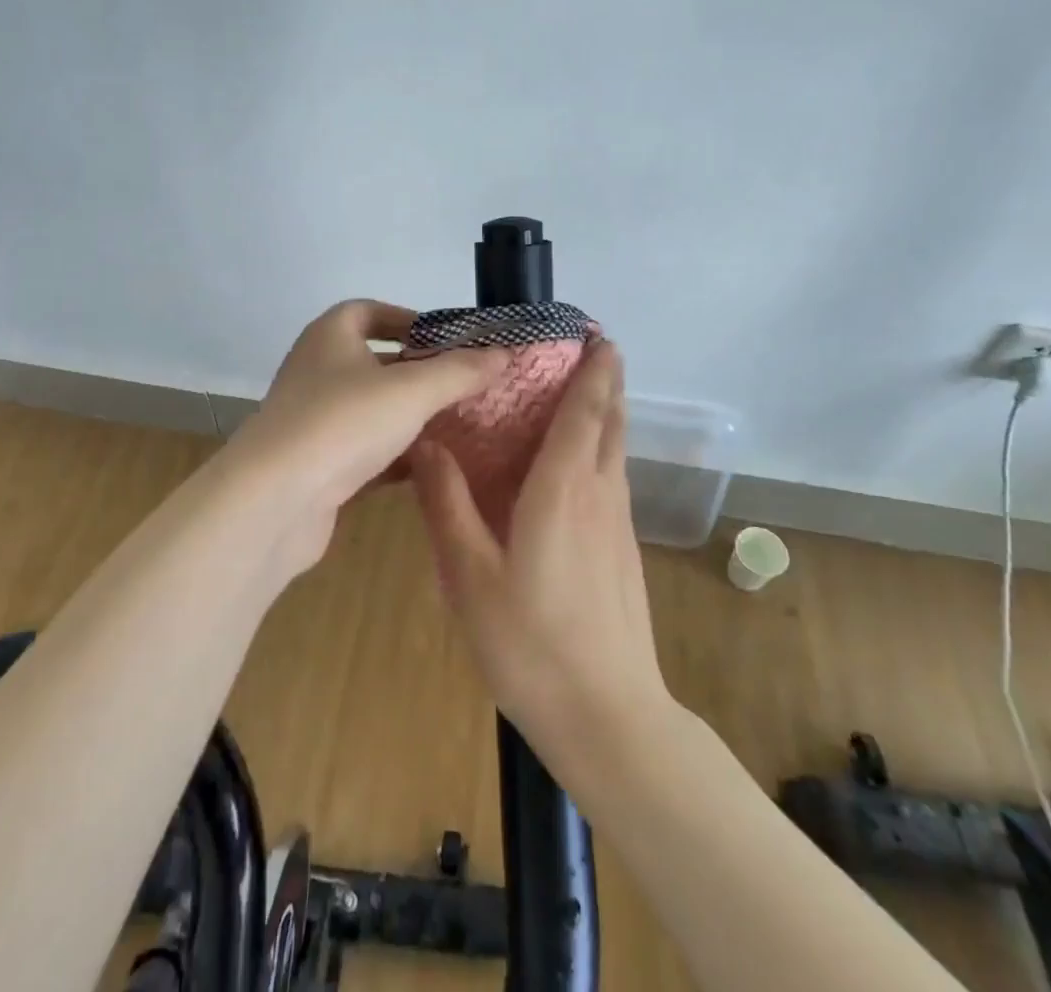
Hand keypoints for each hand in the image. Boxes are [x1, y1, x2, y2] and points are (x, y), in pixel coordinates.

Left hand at [221, 300, 511, 579]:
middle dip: (418, 371)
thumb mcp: (412, 390)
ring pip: (371, 409)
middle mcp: (317, 371)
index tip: (446, 338)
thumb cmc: (343, 423)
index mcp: (330, 337)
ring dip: (408, 415)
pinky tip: (429, 467)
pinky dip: (394, 455)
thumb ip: (460, 370)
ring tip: (457, 424)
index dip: (408, 318)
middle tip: (463, 383)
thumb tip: (504, 352)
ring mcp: (313, 420)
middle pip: (374, 362)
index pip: (369, 311)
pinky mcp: (316, 465)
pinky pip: (363, 450)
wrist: (274, 501)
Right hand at [409, 339, 671, 763]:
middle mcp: (600, 493)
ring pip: (615, 449)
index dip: (595, 368)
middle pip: (610, 421)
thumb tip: (426, 443)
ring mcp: (618, 524)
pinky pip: (612, 478)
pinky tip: (574, 466)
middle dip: (606, 380)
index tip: (597, 334)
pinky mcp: (624, 550)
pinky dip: (600, 449)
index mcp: (564, 488)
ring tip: (581, 391)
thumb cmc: (531, 642)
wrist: (607, 716)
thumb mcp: (470, 574)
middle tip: (590, 348)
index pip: (586, 410)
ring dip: (606, 412)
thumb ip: (448, 503)